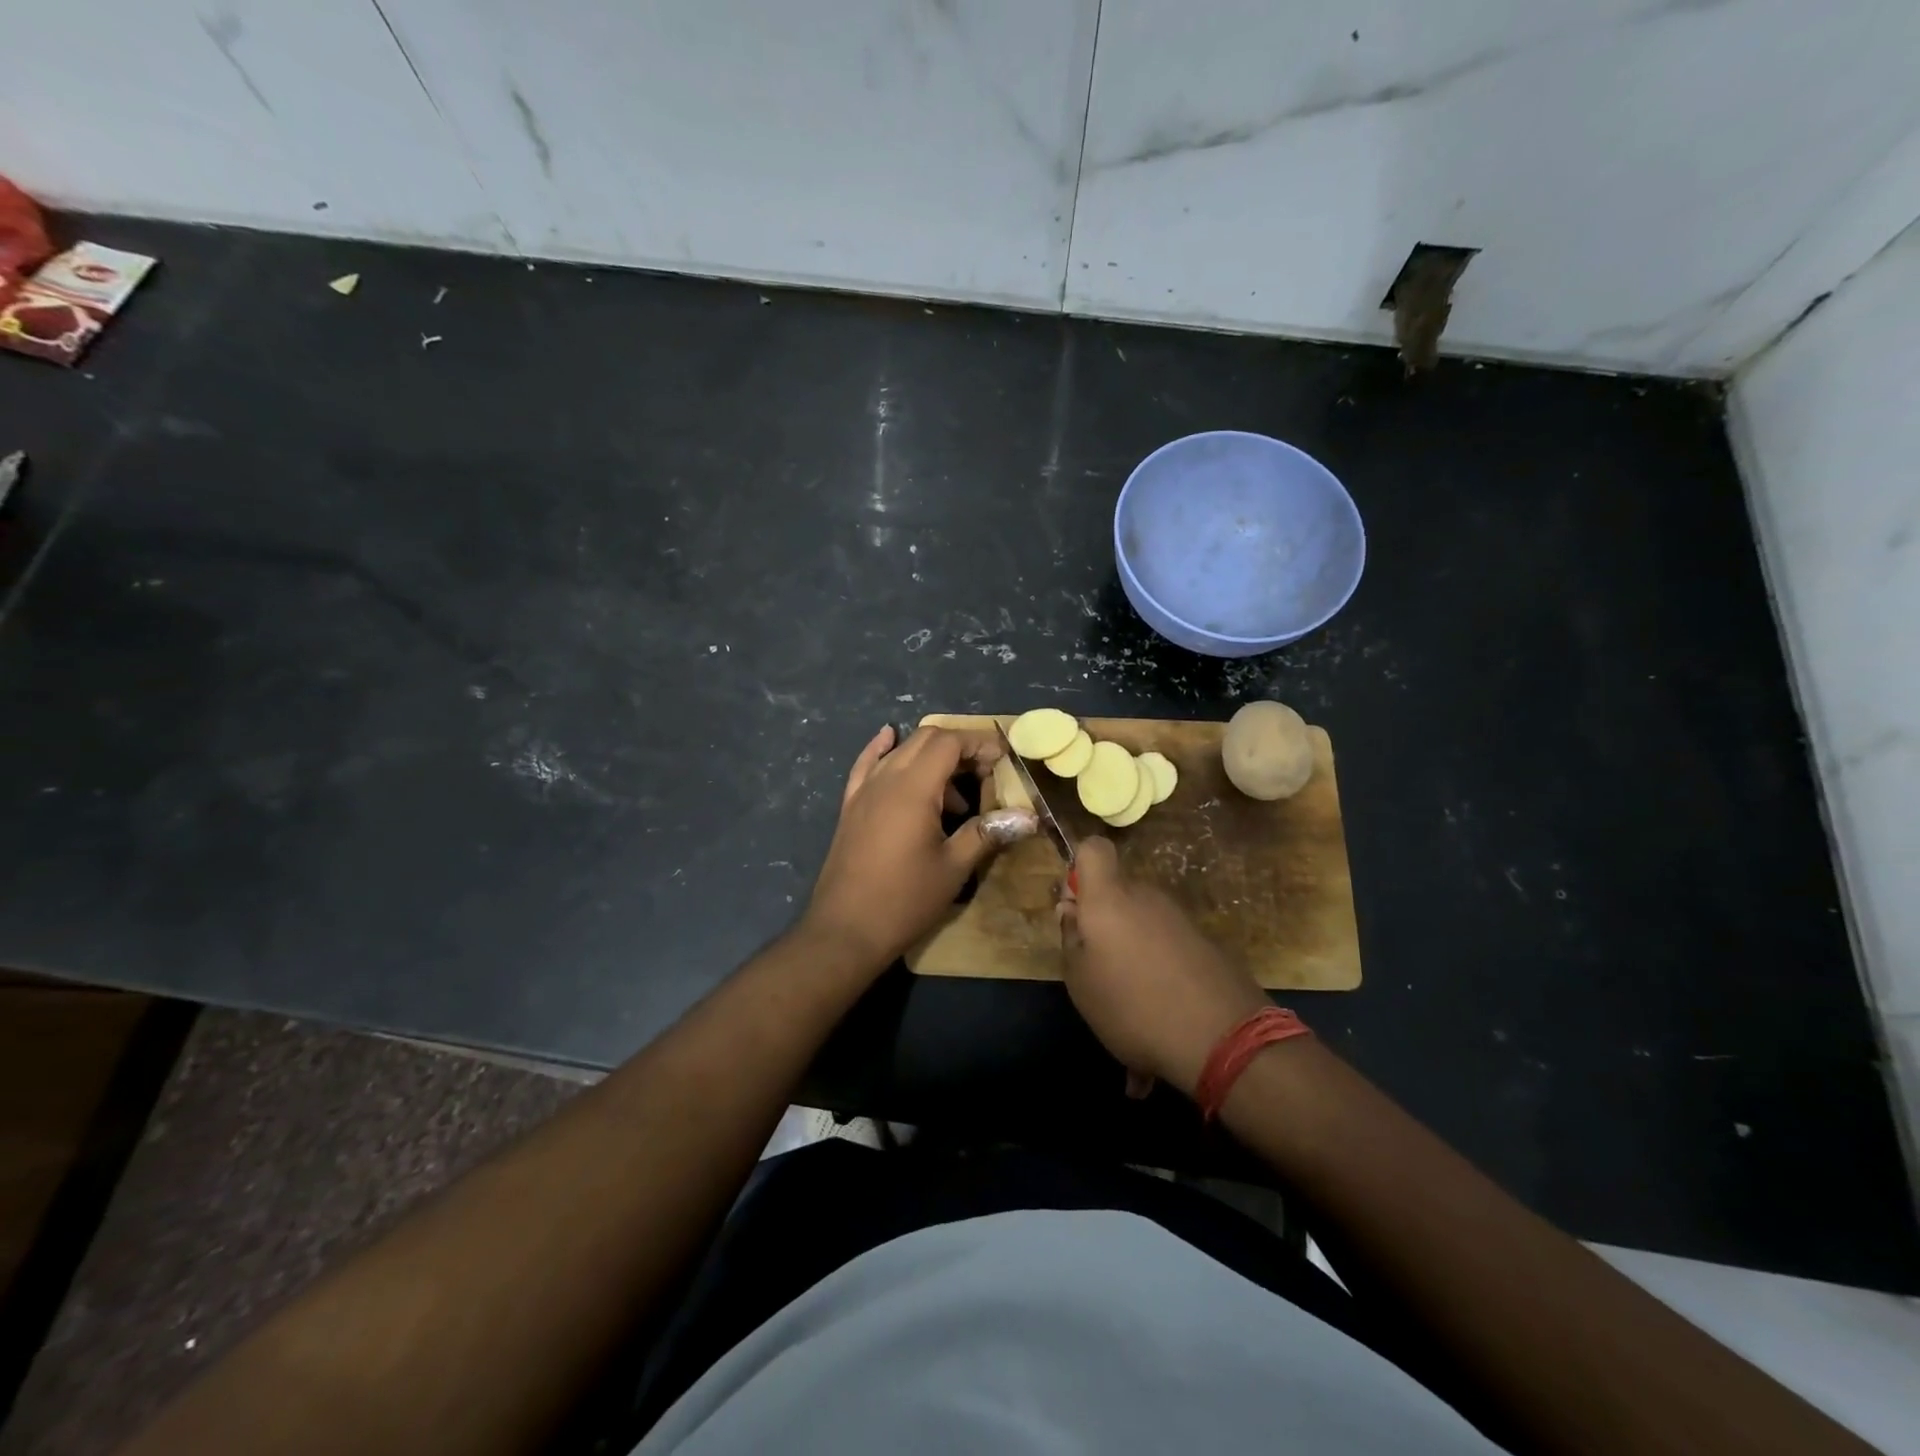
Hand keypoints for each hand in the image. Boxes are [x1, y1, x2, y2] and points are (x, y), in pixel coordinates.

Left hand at [803, 725, 1035, 973]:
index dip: (978, 745)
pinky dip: (883, 748)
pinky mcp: (850, 805)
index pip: (949, 743)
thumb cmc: (904, 900)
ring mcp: (864, 790)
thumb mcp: (953, 868)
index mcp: (914, 788)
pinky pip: (867, 764)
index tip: (1002, 760)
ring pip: (900, 751)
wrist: (845, 929)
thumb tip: (1028, 816)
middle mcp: (886, 779)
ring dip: (930, 757)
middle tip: (985, 775)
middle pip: (924, 739)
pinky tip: (888, 737)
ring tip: (955, 796)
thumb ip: (987, 833)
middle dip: (958, 747)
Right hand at [1058, 837, 1268, 1097]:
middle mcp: (1146, 896)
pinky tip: (1160, 1005)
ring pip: (1142, 918)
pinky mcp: (1205, 941)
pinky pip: (1167, 941)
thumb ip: (1071, 937)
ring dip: (1131, 944)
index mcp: (1109, 898)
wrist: (1223, 1038)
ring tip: (1129, 995)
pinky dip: (1158, 963)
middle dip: (1104, 918)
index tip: (1076, 908)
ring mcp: (1179, 917)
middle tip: (1096, 965)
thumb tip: (1072, 910)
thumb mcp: (1080, 980)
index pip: (1093, 848)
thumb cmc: (1133, 1005)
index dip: (1079, 868)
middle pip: (1117, 890)